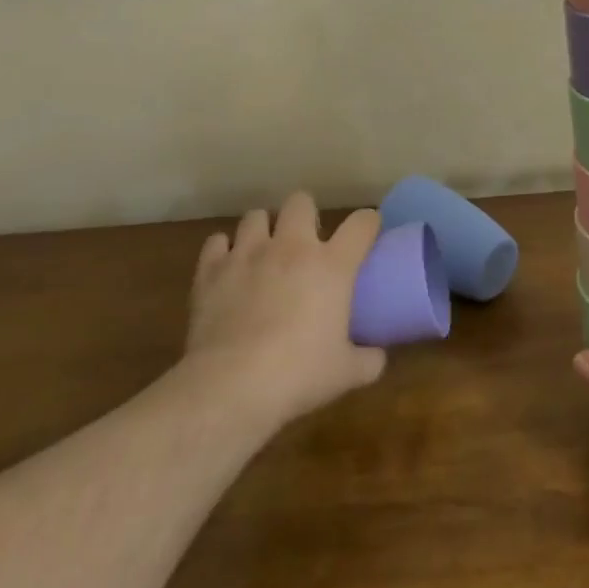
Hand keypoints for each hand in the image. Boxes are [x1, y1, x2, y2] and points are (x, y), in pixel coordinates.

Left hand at [182, 192, 386, 430]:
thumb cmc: (298, 374)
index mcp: (332, 265)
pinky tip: (227, 267)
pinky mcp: (211, 271)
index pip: (361, 224)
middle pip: (300, 201)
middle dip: (304, 214)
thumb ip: (368, 360)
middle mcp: (291, 247)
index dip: (369, 222)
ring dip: (262, 229)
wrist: (231, 386)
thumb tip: (377, 357)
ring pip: (256, 216)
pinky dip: (223, 251)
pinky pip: (216, 242)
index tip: (368, 230)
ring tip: (263, 250)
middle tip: (305, 240)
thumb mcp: (346, 372)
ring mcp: (248, 255)